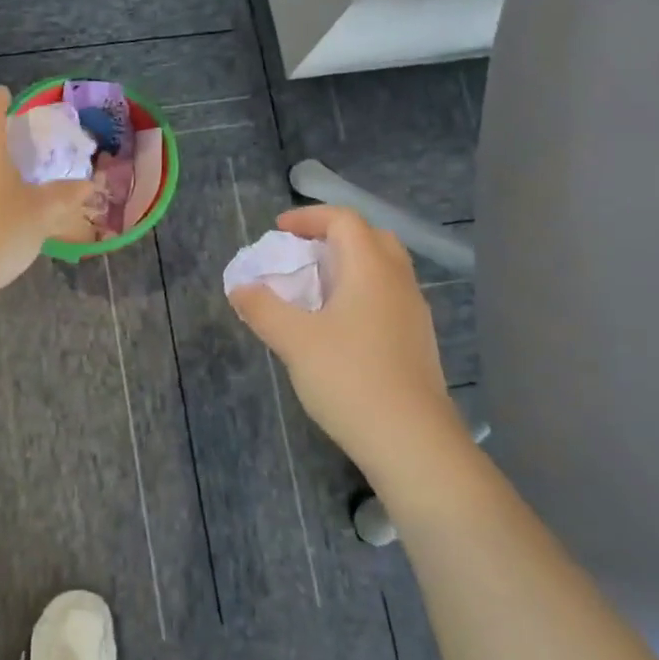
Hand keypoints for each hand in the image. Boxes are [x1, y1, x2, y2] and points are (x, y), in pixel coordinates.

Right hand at [229, 206, 466, 485]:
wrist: (412, 442)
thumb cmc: (350, 379)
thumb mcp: (294, 341)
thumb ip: (263, 308)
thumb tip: (240, 287)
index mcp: (371, 269)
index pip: (344, 220)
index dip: (309, 217)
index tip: (279, 231)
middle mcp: (399, 282)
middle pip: (371, 237)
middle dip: (334, 236)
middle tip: (302, 253)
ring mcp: (414, 313)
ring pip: (384, 269)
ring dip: (349, 265)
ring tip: (316, 289)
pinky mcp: (418, 342)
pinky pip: (388, 297)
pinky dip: (362, 293)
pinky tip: (340, 326)